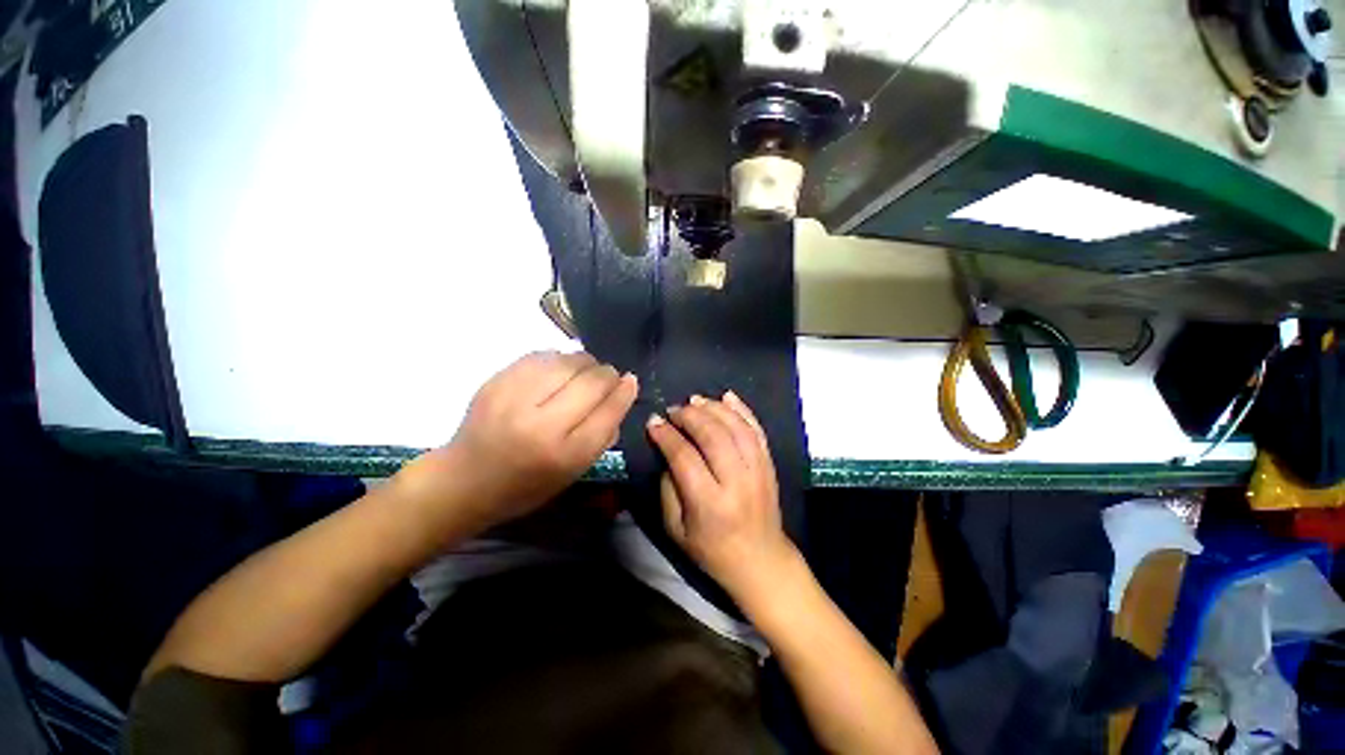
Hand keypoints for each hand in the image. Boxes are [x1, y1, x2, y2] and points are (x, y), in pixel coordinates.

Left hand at [396, 351, 637, 532]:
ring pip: (569, 361)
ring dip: (586, 363)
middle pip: (592, 381)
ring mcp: (515, 398)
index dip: (625, 391)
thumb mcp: (574, 472)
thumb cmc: (526, 485)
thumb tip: (621, 393)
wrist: (464, 479)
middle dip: (608, 374)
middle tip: (609, 377)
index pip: (609, 411)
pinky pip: (543, 355)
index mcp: (564, 454)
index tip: (630, 381)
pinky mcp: (497, 380)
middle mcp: (541, 424)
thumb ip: (603, 435)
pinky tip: (559, 370)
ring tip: (584, 372)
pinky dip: (559, 359)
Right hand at [646, 392, 796, 604]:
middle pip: (713, 436)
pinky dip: (742, 409)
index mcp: (710, 504)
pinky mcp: (769, 464)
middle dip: (690, 416)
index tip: (654, 422)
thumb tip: (668, 450)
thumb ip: (668, 487)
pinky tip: (727, 396)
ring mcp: (758, 471)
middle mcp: (737, 483)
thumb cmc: (712, 550)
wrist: (761, 560)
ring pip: (736, 427)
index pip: (685, 457)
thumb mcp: (676, 529)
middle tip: (674, 410)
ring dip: (714, 408)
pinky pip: (757, 430)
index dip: (666, 435)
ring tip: (695, 401)